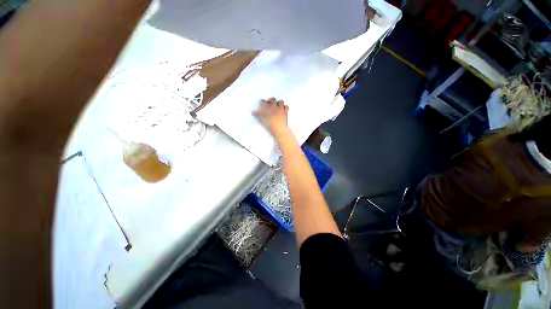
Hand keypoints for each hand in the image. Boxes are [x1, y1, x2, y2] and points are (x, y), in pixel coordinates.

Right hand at [253, 98, 288, 134]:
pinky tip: (283, 108)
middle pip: (273, 99)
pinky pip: (286, 106)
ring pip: (280, 101)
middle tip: (270, 102)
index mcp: (267, 107)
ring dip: (279, 102)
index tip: (262, 102)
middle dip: (271, 100)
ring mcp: (280, 108)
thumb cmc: (269, 124)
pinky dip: (285, 106)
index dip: (262, 101)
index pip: (263, 101)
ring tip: (277, 104)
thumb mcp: (261, 120)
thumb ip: (257, 115)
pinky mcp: (285, 112)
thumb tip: (252, 112)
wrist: (278, 128)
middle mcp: (274, 106)